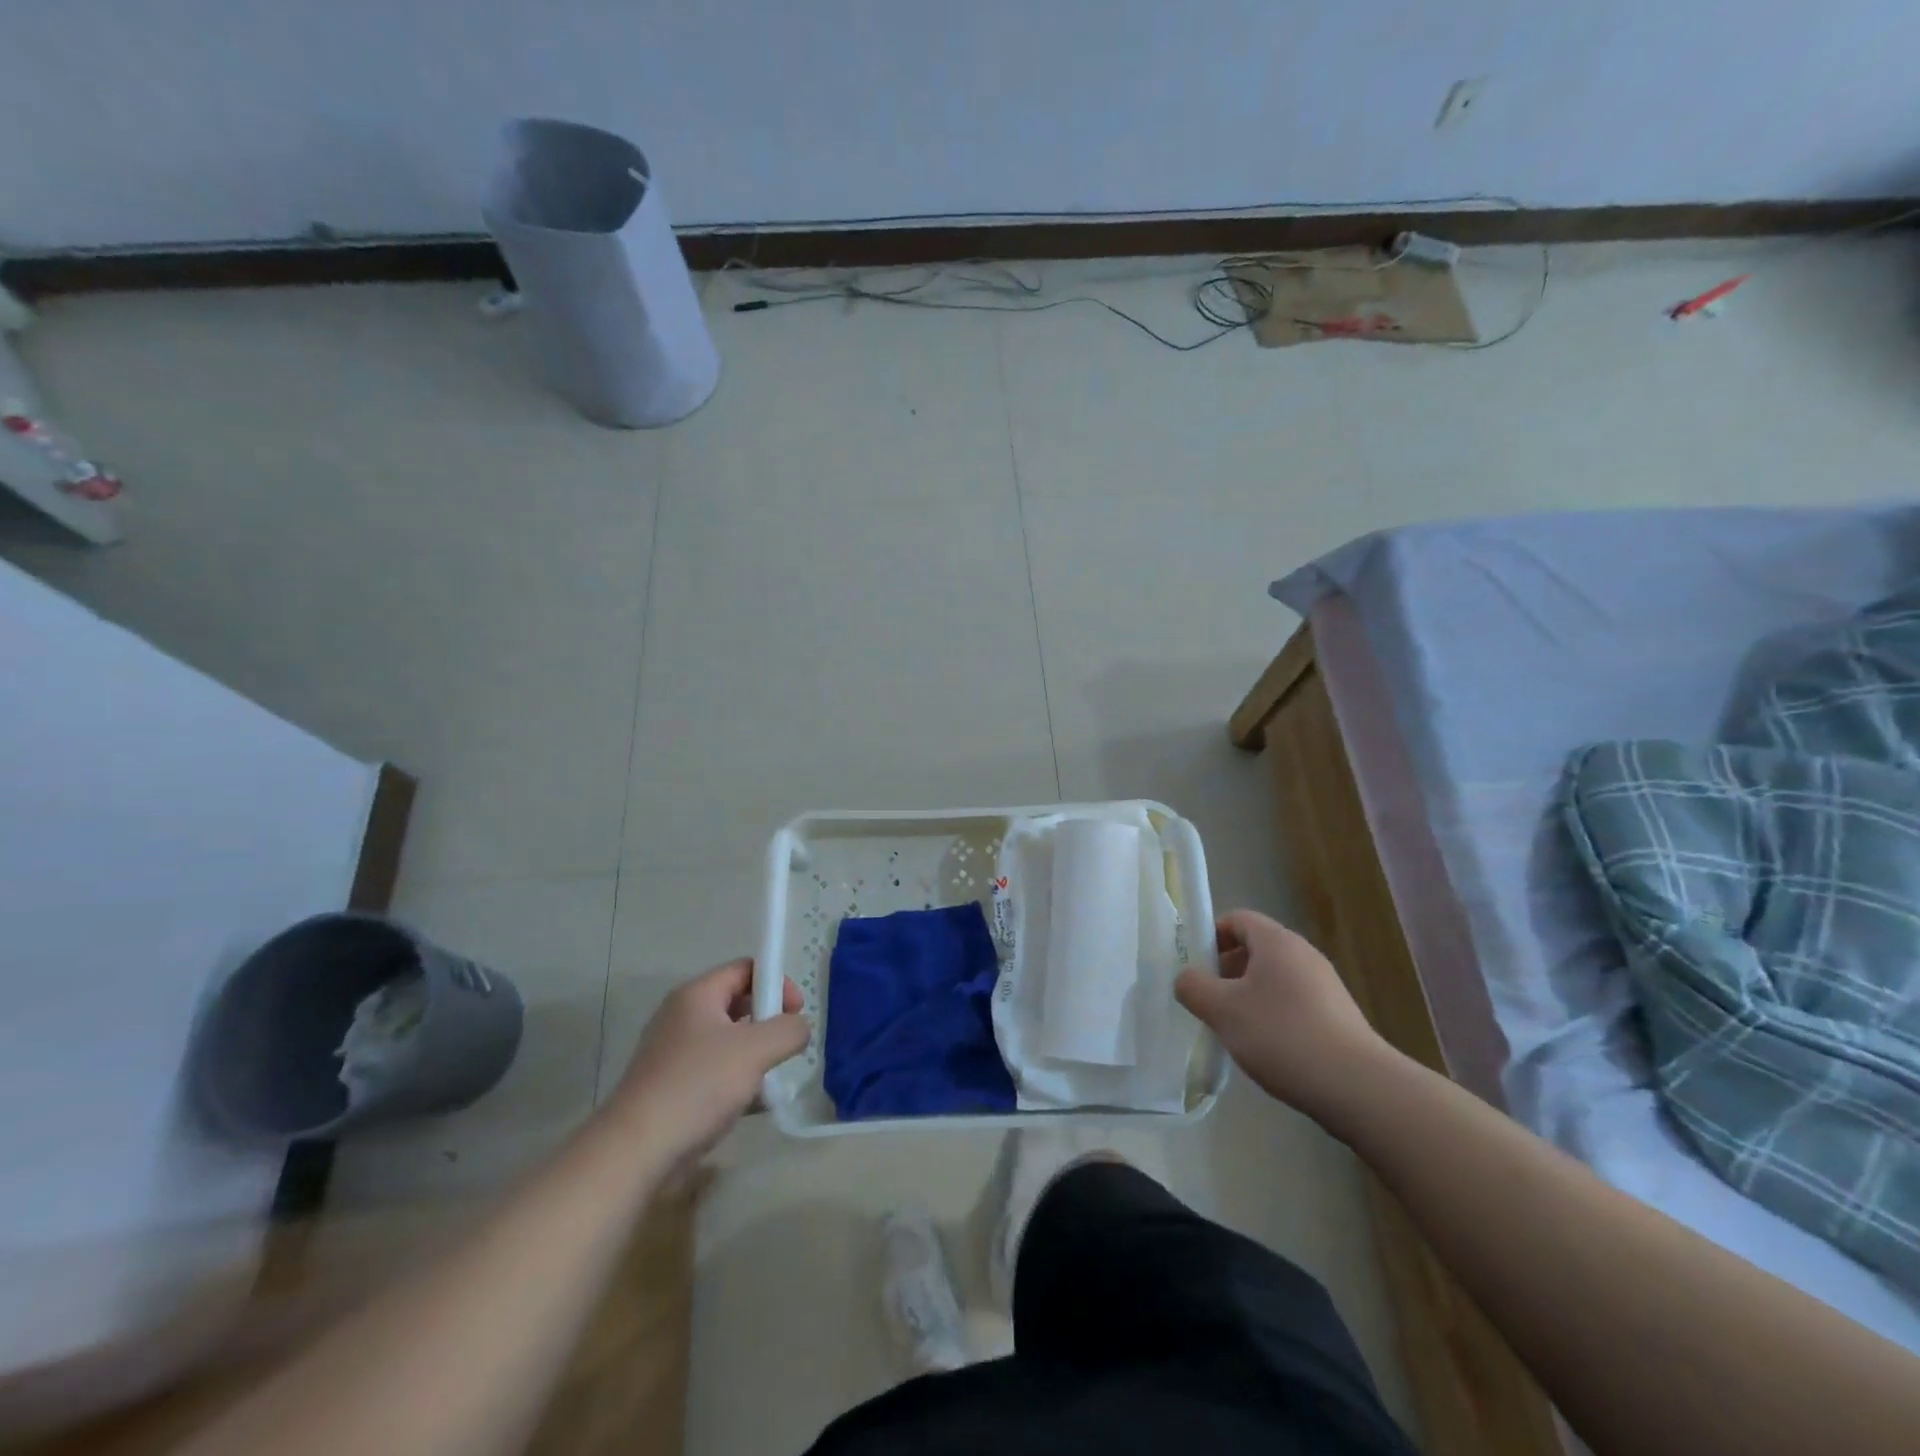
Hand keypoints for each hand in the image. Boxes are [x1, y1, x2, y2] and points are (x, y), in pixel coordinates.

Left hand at [608, 958, 809, 1165]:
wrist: (637, 1150)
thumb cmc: (698, 1085)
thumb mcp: (755, 1049)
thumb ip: (788, 1030)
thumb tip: (799, 1028)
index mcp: (697, 995)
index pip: (746, 969)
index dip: (776, 982)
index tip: (795, 1012)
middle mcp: (683, 1017)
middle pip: (737, 1003)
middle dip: (768, 1021)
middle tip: (787, 1045)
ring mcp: (675, 1054)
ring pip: (728, 1041)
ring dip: (755, 1056)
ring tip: (772, 1079)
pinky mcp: (673, 1088)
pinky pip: (715, 1072)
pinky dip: (737, 1082)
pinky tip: (753, 1106)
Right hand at [1174, 909, 1392, 1122]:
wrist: (1358, 1087)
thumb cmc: (1282, 1035)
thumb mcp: (1223, 1011)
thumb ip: (1194, 987)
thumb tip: (1186, 979)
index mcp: (1277, 942)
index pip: (1237, 919)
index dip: (1211, 936)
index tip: (1195, 966)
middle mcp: (1303, 954)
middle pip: (1255, 948)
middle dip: (1226, 969)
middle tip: (1208, 999)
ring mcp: (1325, 985)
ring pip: (1274, 978)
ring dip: (1247, 995)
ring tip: (1233, 1028)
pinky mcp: (1337, 1015)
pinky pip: (1293, 1001)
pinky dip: (1272, 1014)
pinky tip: (1266, 1047)